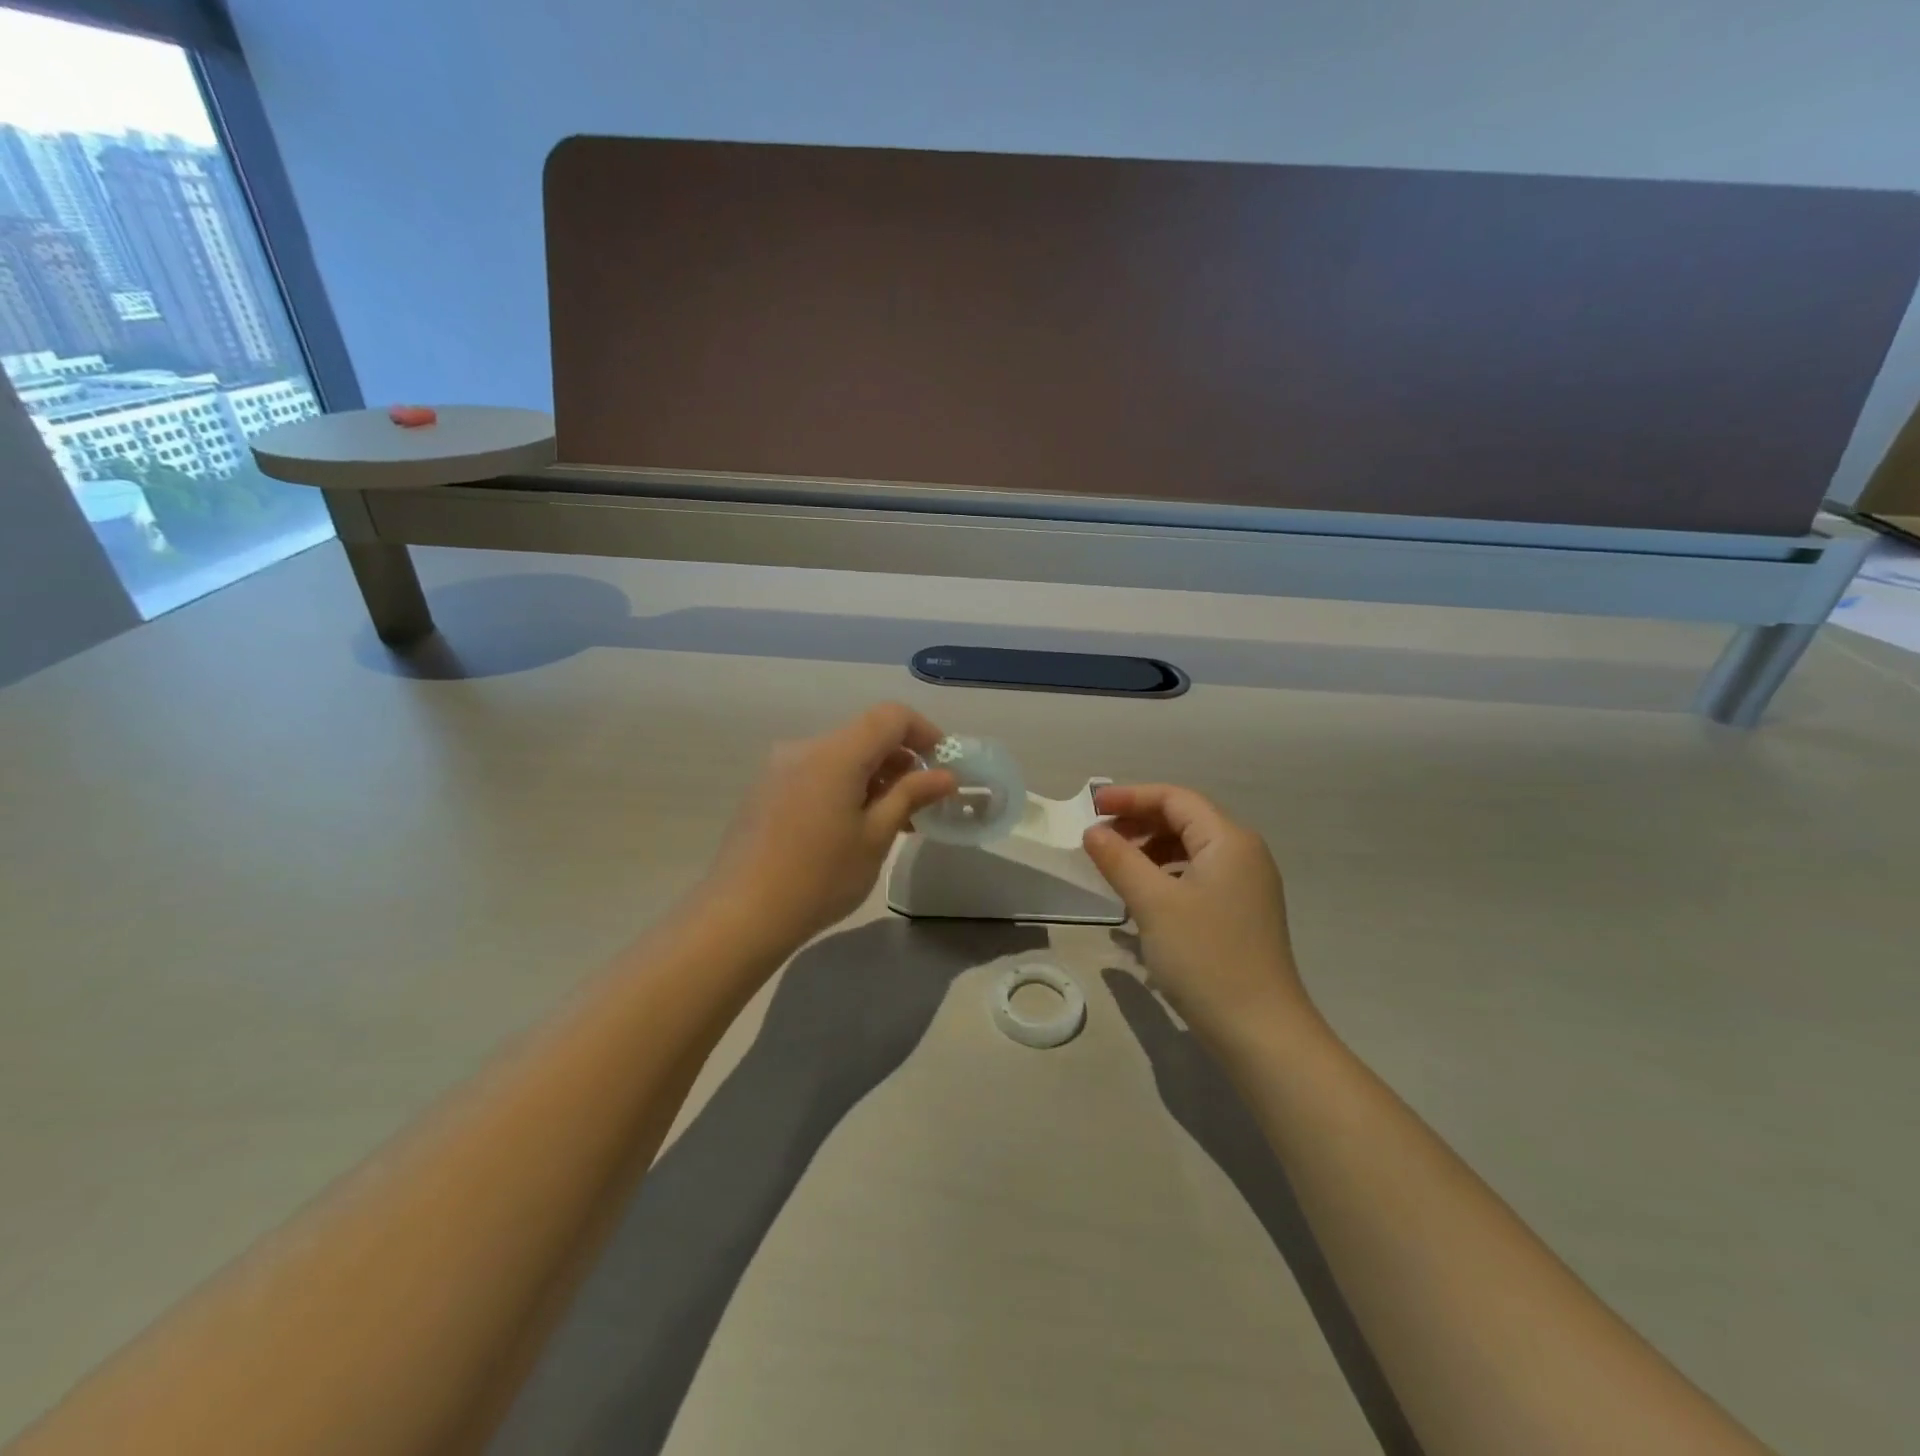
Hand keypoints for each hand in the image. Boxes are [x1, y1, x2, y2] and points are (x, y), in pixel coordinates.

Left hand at [701, 704, 956, 952]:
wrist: (742, 914)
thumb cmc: (820, 877)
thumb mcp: (876, 836)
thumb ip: (911, 795)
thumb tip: (945, 775)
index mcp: (836, 753)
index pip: (890, 716)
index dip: (924, 732)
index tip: (942, 765)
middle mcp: (805, 748)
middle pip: (864, 735)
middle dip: (900, 760)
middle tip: (922, 801)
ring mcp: (780, 768)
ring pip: (840, 756)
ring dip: (873, 776)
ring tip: (892, 819)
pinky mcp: (766, 789)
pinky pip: (817, 773)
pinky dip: (844, 786)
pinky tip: (852, 826)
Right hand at [1081, 784, 1309, 1045]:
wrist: (1261, 1032)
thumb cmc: (1205, 958)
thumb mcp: (1153, 903)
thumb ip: (1119, 859)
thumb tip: (1093, 832)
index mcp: (1229, 840)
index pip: (1175, 798)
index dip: (1130, 796)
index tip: (1091, 806)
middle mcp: (1243, 854)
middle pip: (1185, 819)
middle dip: (1139, 822)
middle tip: (1099, 838)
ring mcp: (1246, 885)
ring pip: (1190, 849)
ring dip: (1150, 849)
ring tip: (1115, 867)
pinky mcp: (1241, 912)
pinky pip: (1197, 875)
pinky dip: (1165, 875)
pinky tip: (1142, 898)